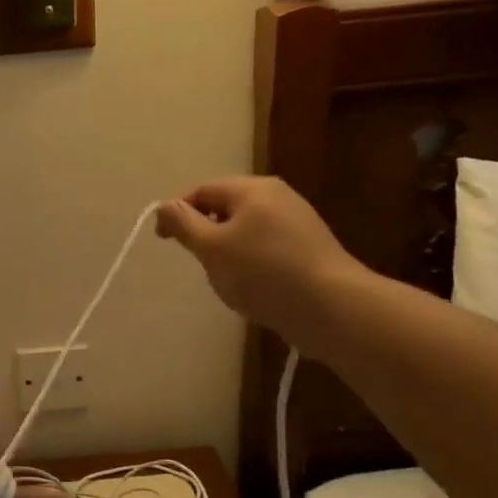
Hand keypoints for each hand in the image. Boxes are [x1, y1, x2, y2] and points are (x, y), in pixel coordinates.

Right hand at [156, 176, 365, 353]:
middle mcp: (277, 196)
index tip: (164, 241)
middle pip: (225, 209)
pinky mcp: (310, 248)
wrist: (333, 308)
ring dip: (229, 252)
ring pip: (246, 231)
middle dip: (206, 235)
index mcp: (252, 189)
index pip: (201, 191)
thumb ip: (183, 223)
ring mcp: (298, 221)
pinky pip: (267, 247)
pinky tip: (257, 288)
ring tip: (231, 281)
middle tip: (202, 264)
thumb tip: (165, 206)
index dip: (177, 213)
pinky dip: (252, 263)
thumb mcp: (211, 247)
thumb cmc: (263, 272)